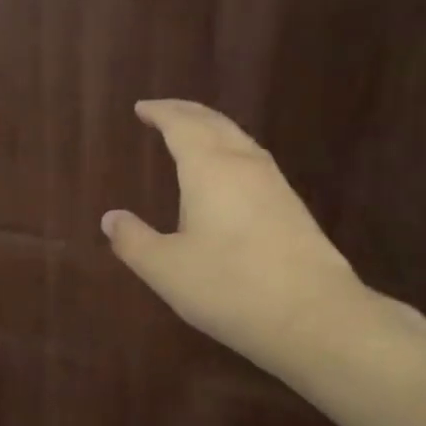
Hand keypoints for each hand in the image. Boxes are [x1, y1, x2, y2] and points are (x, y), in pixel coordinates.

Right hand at [101, 99, 370, 373]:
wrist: (314, 317)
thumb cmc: (229, 287)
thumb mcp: (165, 269)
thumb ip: (133, 241)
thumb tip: (111, 218)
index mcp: (210, 169)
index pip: (182, 125)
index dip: (160, 113)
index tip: (141, 108)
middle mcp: (244, 166)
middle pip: (214, 124)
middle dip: (187, 112)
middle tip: (163, 112)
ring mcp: (275, 186)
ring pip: (239, 140)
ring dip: (212, 130)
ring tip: (192, 136)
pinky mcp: (292, 209)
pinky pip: (253, 162)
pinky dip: (230, 152)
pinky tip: (228, 176)